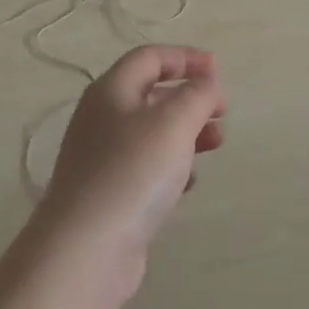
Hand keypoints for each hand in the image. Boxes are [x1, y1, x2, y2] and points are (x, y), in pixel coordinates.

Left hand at [34, 46, 226, 293]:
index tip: (218, 70)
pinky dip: (172, 166)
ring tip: (217, 143)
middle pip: (151, 94)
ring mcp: (102, 158)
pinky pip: (146, 167)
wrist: (86, 251)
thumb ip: (196, 95)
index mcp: (111, 90)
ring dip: (187, 132)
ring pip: (152, 132)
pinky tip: (189, 183)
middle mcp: (102, 118)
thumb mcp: (174, 122)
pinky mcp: (109, 194)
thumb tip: (206, 83)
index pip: (149, 57)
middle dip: (190, 97)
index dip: (185, 57)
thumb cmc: (133, 172)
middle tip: (222, 112)